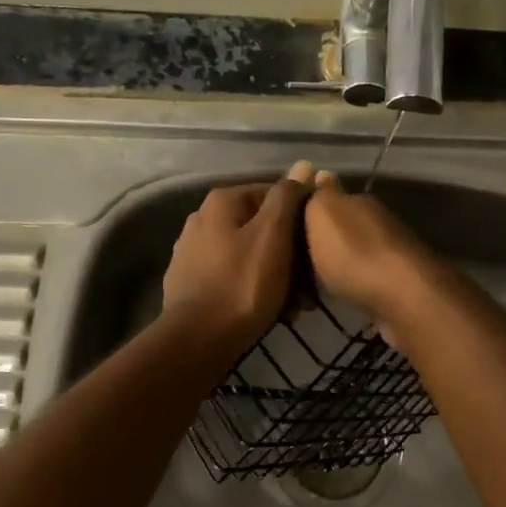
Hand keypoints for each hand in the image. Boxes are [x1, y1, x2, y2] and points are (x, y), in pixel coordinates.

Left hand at [160, 161, 313, 357]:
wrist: (197, 341)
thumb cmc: (243, 284)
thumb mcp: (272, 235)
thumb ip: (287, 197)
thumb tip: (302, 165)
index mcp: (221, 201)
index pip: (274, 194)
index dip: (300, 217)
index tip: (316, 246)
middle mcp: (201, 219)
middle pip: (259, 227)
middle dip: (287, 252)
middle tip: (309, 285)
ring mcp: (192, 252)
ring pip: (248, 254)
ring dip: (274, 274)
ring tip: (294, 304)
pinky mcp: (189, 282)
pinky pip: (231, 276)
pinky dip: (251, 287)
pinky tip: (265, 310)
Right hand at [302, 169, 439, 335]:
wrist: (404, 297)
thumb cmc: (354, 253)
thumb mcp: (324, 214)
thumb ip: (320, 195)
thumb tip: (321, 173)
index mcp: (360, 202)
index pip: (331, 197)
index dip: (311, 209)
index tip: (290, 225)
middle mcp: (378, 222)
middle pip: (345, 225)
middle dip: (326, 238)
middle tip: (298, 257)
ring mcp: (391, 253)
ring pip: (357, 252)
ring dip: (340, 262)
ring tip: (314, 279)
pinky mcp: (398, 283)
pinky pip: (366, 277)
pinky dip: (353, 282)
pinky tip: (341, 292)